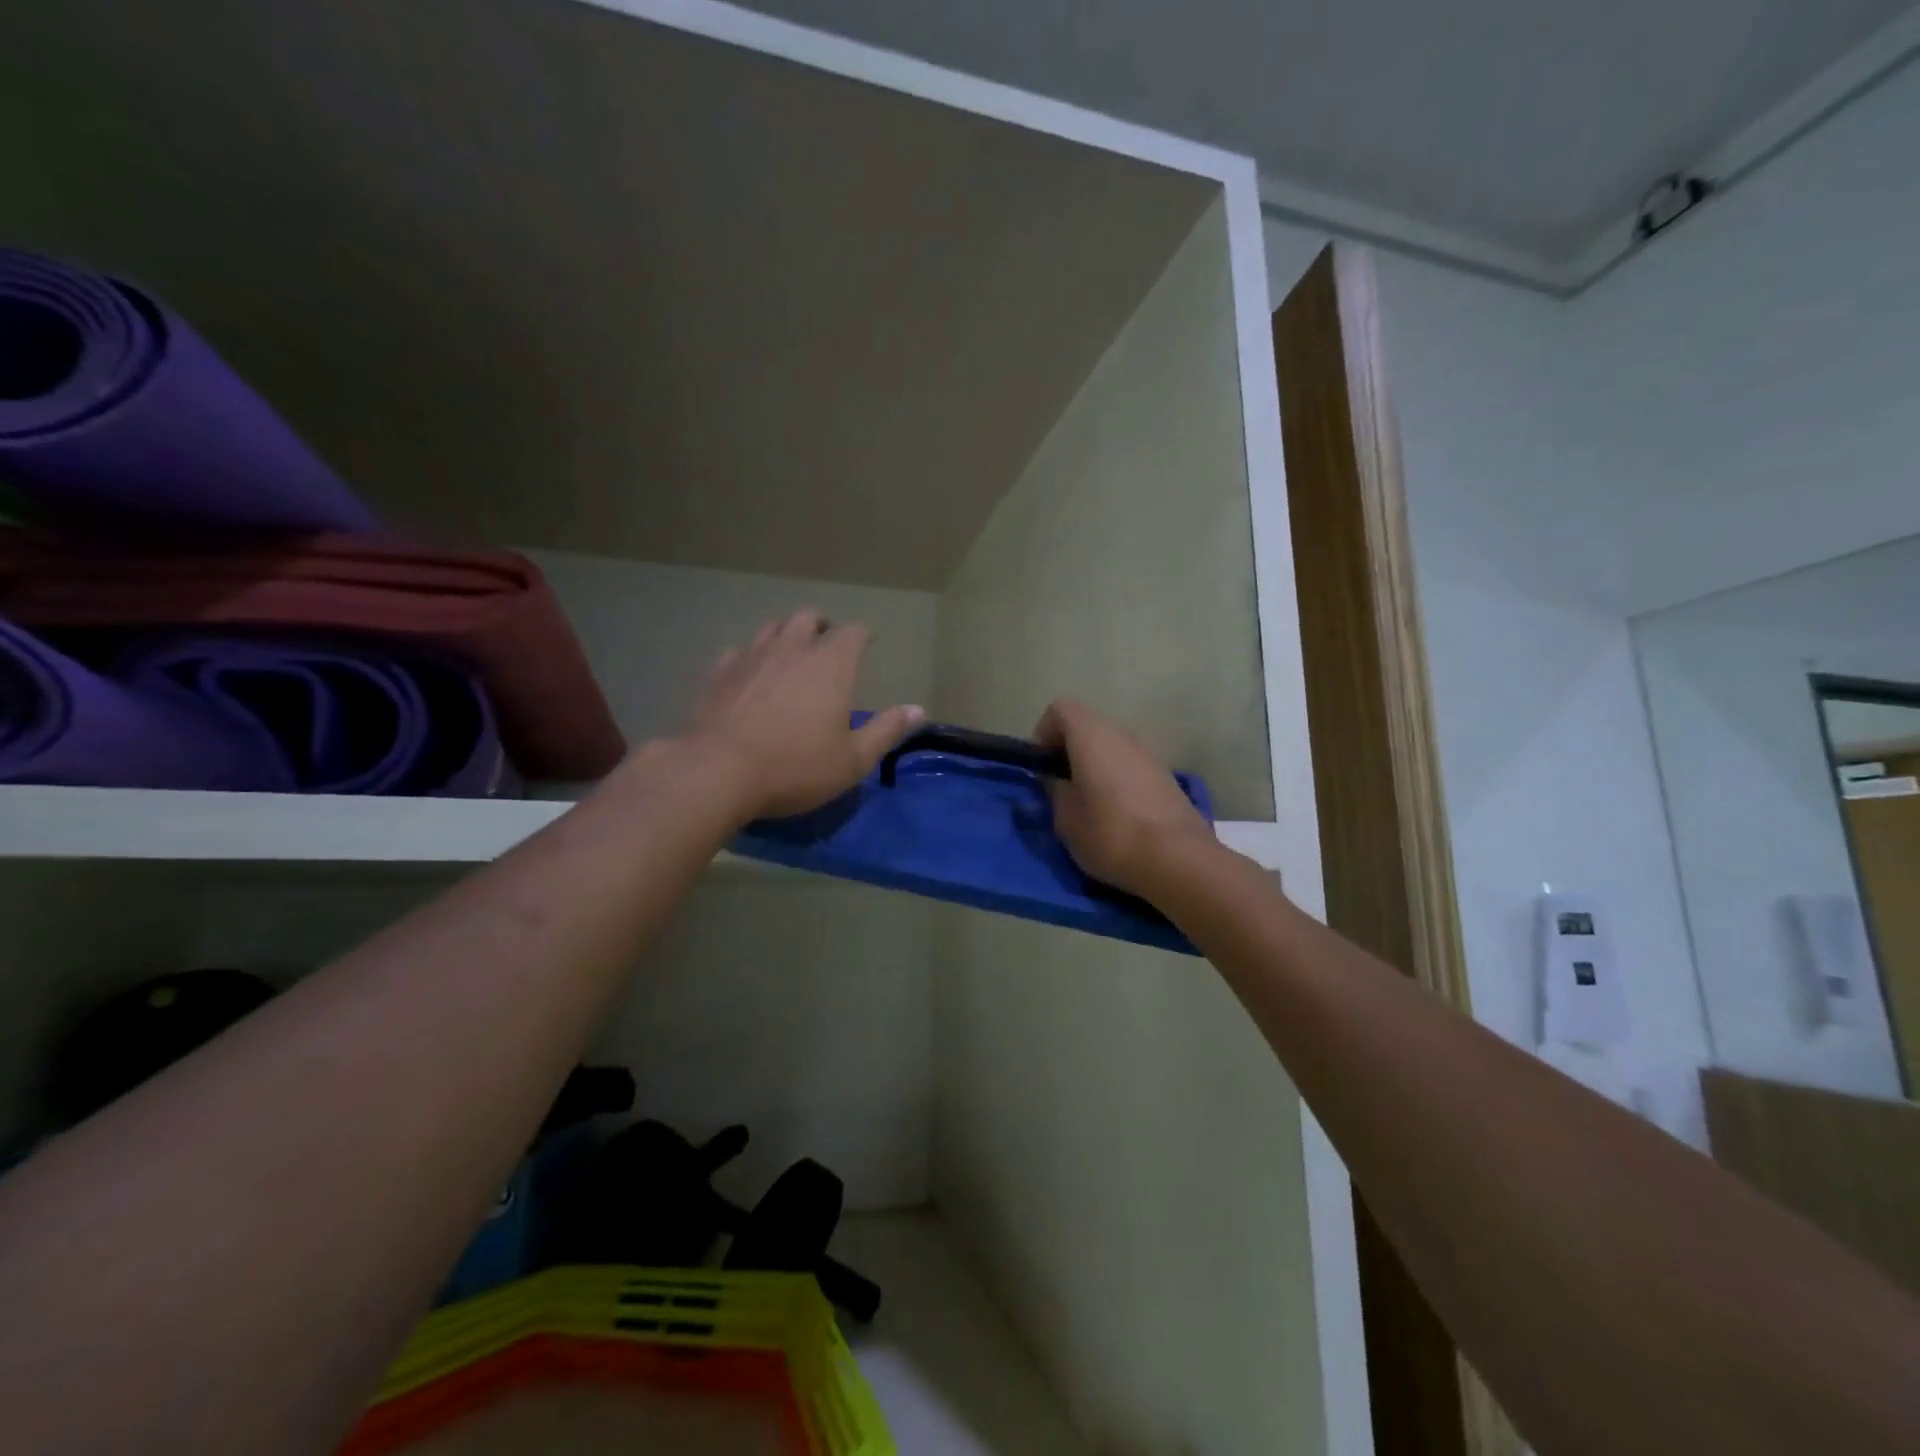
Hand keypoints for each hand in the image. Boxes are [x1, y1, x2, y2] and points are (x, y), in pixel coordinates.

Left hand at [683, 610, 923, 819]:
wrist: (716, 772)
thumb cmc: (795, 767)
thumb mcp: (853, 759)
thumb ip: (886, 731)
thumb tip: (918, 709)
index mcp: (830, 664)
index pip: (853, 631)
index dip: (863, 634)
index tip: (868, 642)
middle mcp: (791, 649)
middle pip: (808, 618)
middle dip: (823, 625)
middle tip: (828, 642)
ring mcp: (750, 657)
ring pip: (771, 628)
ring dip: (786, 634)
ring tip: (790, 652)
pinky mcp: (718, 674)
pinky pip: (738, 653)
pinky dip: (750, 658)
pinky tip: (749, 675)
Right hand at [1035, 698, 1214, 898]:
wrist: (1179, 860)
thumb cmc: (1111, 835)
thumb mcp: (1066, 820)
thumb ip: (1055, 792)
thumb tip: (1057, 781)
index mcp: (1092, 736)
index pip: (1060, 709)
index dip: (1044, 734)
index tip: (1043, 768)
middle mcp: (1122, 734)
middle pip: (1087, 727)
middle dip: (1069, 752)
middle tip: (1062, 789)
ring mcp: (1150, 753)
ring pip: (1111, 747)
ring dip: (1096, 766)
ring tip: (1090, 805)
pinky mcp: (1167, 775)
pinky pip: (1131, 765)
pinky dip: (1118, 778)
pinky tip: (1118, 814)